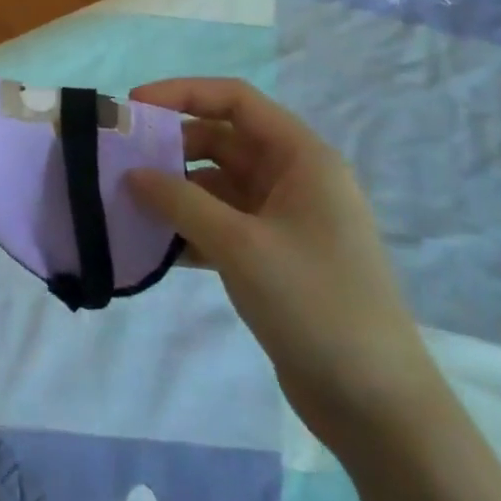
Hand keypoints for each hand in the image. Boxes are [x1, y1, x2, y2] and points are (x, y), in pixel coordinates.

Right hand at [125, 77, 444, 456]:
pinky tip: (154, 246)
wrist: (378, 407)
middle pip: (222, 140)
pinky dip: (189, 227)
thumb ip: (180, 202)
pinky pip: (221, 224)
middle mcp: (294, 179)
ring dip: (176, 190)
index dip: (183, 93)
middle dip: (172, 146)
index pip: (235, 100)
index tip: (134, 107)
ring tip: (129, 203)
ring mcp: (284, 220)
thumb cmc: (316, 304)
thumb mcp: (240, 245)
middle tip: (122, 160)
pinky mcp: (273, 257)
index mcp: (302, 158)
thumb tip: (132, 174)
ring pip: (217, 185)